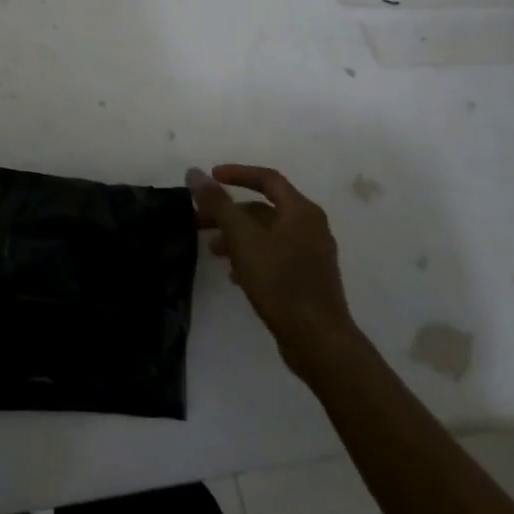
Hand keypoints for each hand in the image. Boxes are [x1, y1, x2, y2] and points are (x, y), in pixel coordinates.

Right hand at [188, 164, 356, 374]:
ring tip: (212, 251)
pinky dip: (251, 256)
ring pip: (267, 233)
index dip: (236, 173)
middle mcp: (311, 227)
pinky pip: (274, 255)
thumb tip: (195, 173)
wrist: (318, 341)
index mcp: (301, 211)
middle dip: (229, 212)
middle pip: (263, 208)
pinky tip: (234, 275)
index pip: (267, 178)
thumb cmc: (280, 282)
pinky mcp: (308, 279)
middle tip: (199, 220)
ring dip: (237, 236)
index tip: (209, 177)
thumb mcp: (242, 239)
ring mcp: (312, 255)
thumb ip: (218, 204)